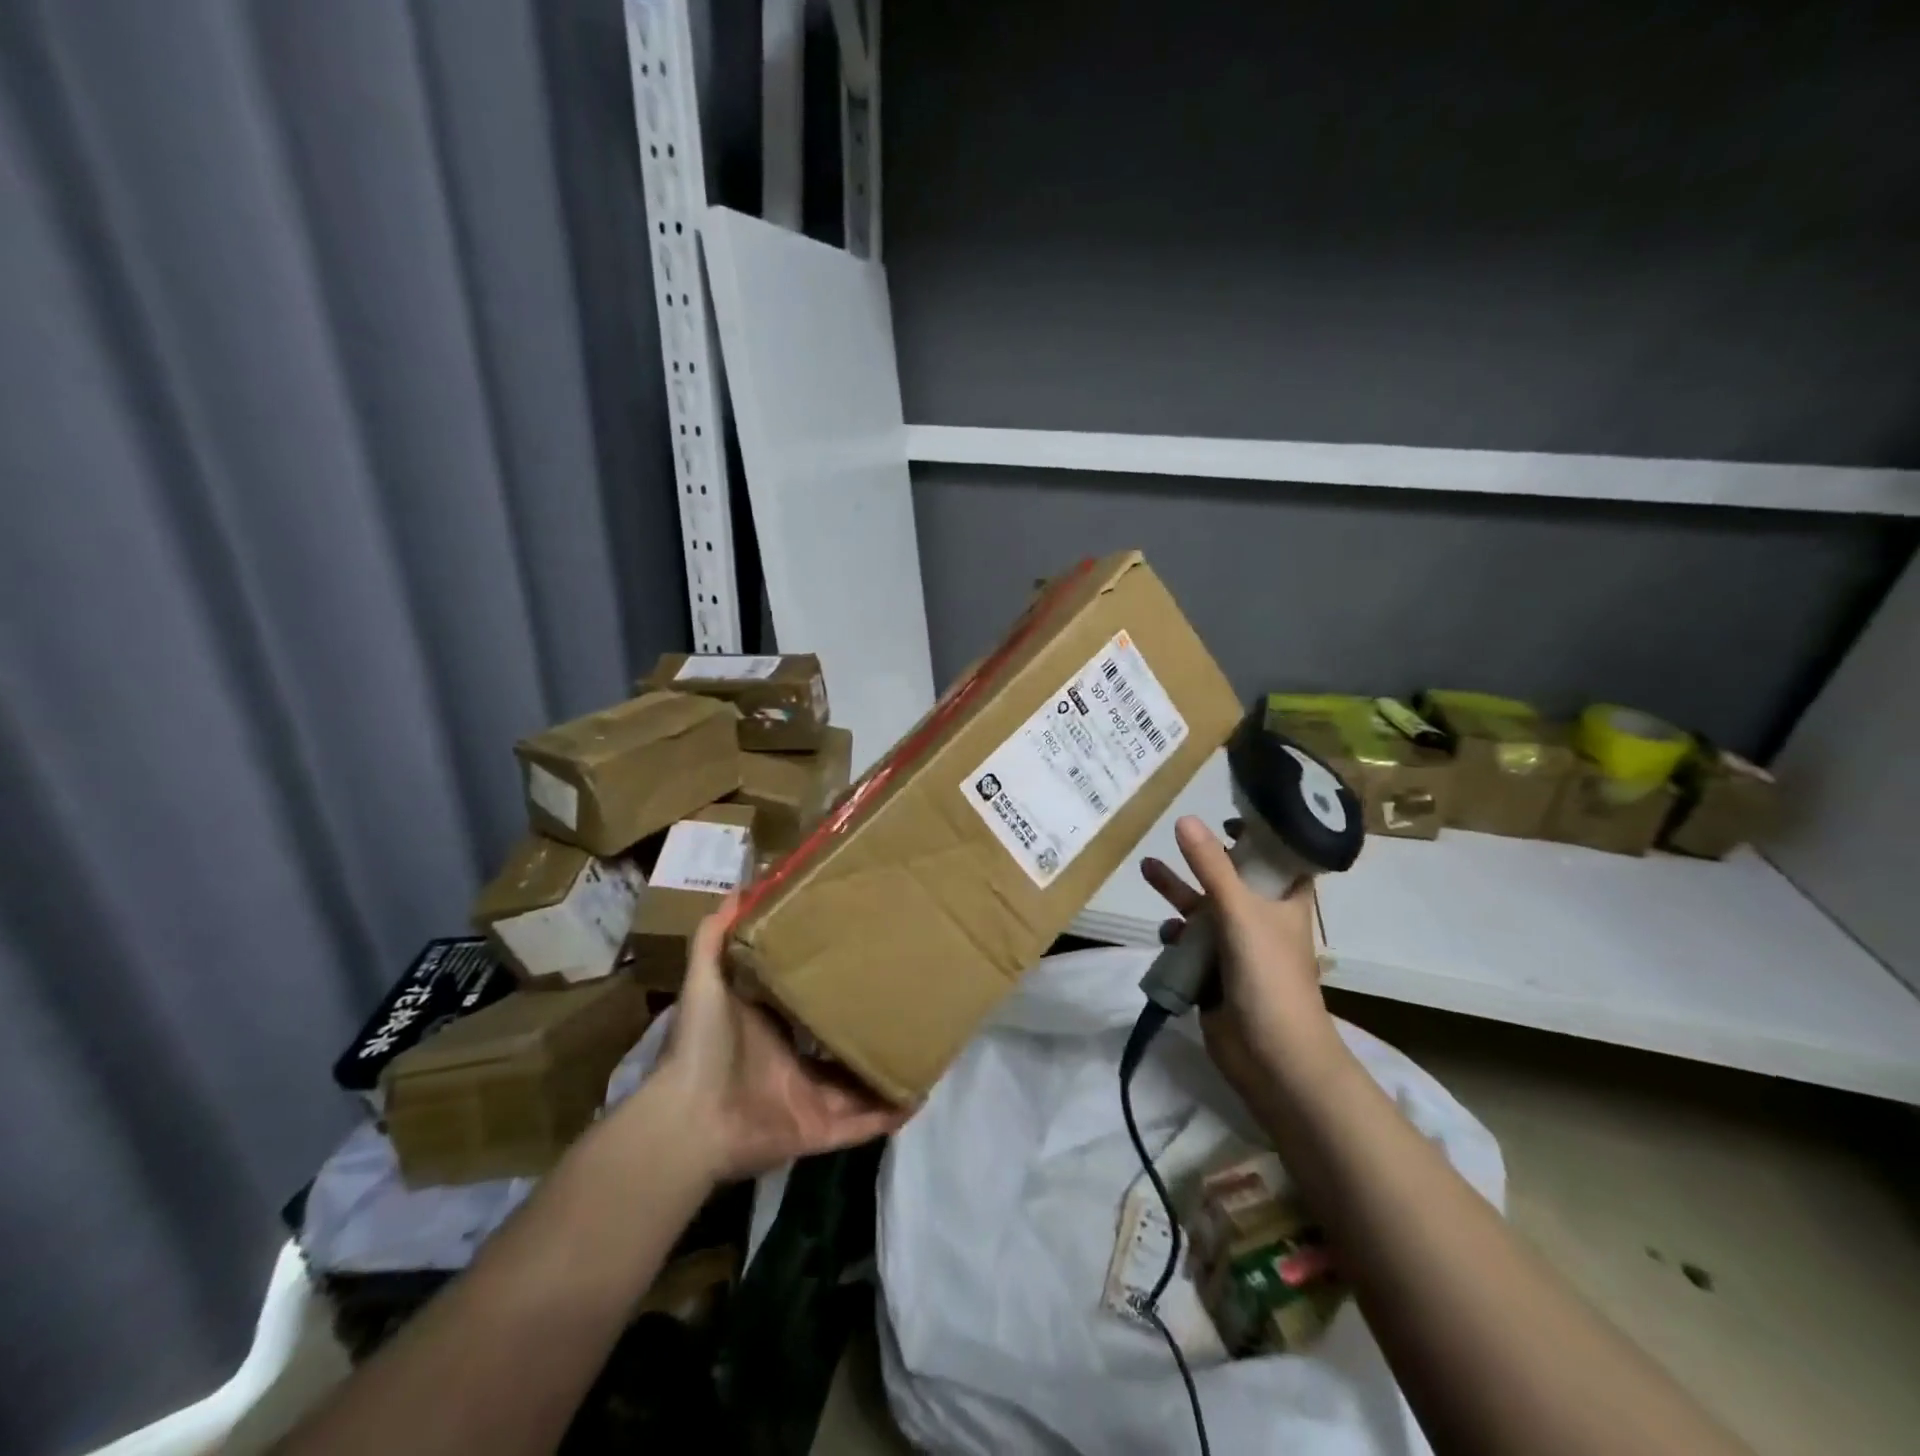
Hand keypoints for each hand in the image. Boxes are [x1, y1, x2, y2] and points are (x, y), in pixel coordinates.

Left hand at [648, 896, 909, 1183]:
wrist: (690, 1118)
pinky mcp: (818, 1132)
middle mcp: (794, 1065)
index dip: (837, 986)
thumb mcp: (707, 979)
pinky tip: (919, 1095)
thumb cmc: (703, 1044)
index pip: (811, 1005)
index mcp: (772, 1031)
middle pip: (842, 1046)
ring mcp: (808, 1100)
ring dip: (887, 1070)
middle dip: (871, 1028)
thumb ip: (716, 936)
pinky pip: (862, 1125)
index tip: (867, 958)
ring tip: (926, 1045)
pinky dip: (889, 1113)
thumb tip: (739, 887)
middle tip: (909, 999)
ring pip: (859, 1085)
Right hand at [1141, 816, 1344, 1104]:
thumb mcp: (1239, 912)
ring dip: (1178, 892)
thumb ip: (1210, 867)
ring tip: (1146, 869)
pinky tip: (1164, 932)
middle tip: (1177, 833)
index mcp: (1286, 901)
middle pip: (1231, 879)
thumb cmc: (1269, 976)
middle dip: (1203, 859)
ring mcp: (1238, 948)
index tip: (1230, 813)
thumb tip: (1184, 819)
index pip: (1279, 856)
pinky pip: (1191, 944)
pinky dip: (1176, 935)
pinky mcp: (1215, 973)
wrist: (1272, 1057)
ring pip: (1204, 910)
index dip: (1260, 834)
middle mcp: (1263, 919)